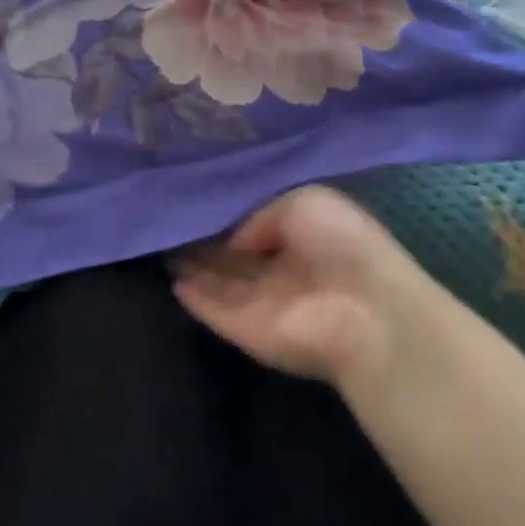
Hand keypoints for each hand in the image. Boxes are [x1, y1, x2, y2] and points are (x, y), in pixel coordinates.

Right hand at [173, 185, 439, 391]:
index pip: (255, 224)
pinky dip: (191, 296)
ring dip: (192, 266)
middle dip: (204, 239)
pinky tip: (168, 277)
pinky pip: (211, 308)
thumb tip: (232, 240)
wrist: (365, 312)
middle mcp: (279, 268)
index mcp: (301, 236)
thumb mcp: (302, 201)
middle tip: (167, 218)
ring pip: (218, 280)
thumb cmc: (342, 243)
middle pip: (233, 254)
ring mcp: (260, 301)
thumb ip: (258, 215)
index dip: (227, 212)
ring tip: (159, 243)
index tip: (195, 196)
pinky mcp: (243, 329)